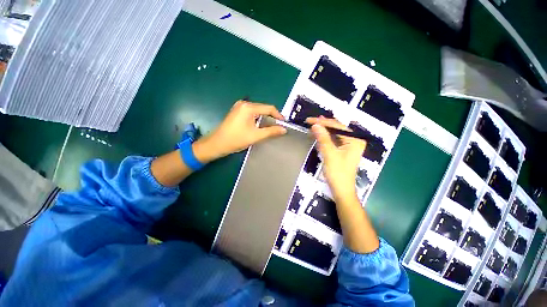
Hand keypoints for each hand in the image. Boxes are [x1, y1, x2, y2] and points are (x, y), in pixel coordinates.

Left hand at [193, 101, 286, 162]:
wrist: (217, 144)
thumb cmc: (236, 139)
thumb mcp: (256, 136)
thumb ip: (271, 131)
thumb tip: (284, 129)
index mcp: (249, 107)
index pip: (269, 108)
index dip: (278, 115)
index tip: (284, 123)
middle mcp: (244, 104)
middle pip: (263, 108)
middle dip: (272, 117)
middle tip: (278, 127)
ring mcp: (239, 107)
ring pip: (258, 111)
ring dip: (265, 118)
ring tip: (271, 128)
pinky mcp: (237, 112)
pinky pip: (251, 113)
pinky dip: (258, 119)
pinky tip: (260, 126)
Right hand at [306, 117, 365, 203]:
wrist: (341, 190)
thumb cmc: (338, 173)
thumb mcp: (329, 154)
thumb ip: (323, 138)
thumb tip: (315, 125)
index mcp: (355, 139)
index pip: (338, 126)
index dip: (323, 122)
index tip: (310, 120)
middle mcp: (354, 140)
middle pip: (337, 128)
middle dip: (323, 125)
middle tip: (310, 122)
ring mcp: (349, 145)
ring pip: (334, 133)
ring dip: (323, 130)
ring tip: (312, 126)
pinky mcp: (343, 150)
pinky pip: (334, 140)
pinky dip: (325, 138)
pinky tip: (318, 135)